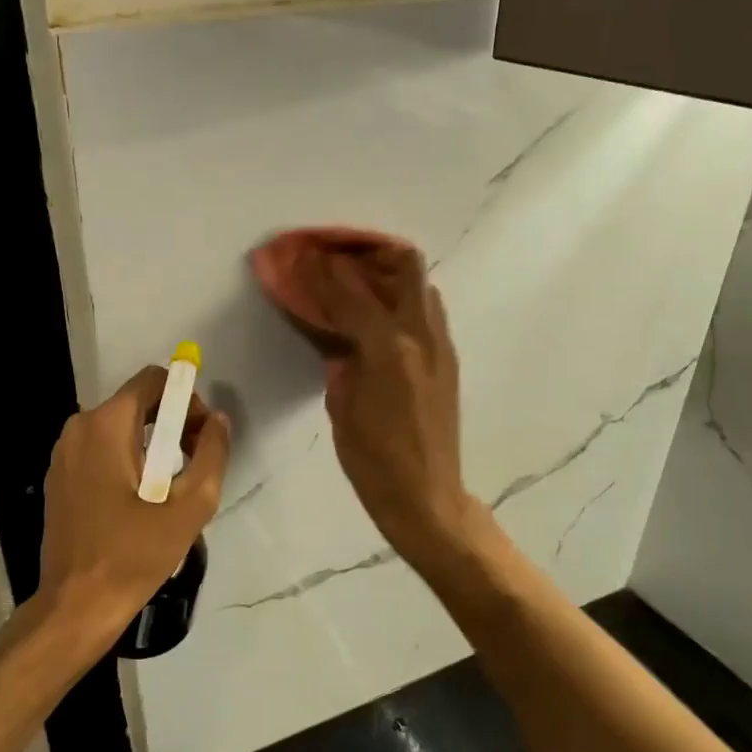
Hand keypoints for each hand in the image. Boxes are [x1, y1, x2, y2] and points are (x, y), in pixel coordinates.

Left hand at [31, 366, 230, 658]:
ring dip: (152, 445)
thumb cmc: (134, 555)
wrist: (76, 605)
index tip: (200, 438)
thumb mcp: (190, 506)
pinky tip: (139, 501)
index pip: (153, 380)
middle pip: (137, 402)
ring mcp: (64, 453)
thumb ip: (212, 454)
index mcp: (106, 425)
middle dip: (172, 424)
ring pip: (120, 427)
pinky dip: (127, 460)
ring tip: (169, 490)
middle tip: (192, 466)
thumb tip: (217, 421)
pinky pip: (101, 450)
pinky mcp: (59, 476)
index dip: (186, 400)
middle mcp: (79, 427)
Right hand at [299, 244, 476, 562]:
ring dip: (389, 276)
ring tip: (358, 285)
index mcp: (389, 351)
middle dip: (369, 254)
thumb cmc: (374, 463)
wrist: (427, 497)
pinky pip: (427, 312)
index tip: (302, 256)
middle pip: (406, 266)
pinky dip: (402, 301)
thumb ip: (341, 363)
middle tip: (339, 260)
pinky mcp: (448, 360)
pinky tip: (378, 318)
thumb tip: (339, 339)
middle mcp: (422, 337)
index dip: (322, 273)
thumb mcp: (343, 410)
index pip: (351, 295)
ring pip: (422, 286)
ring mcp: (441, 346)